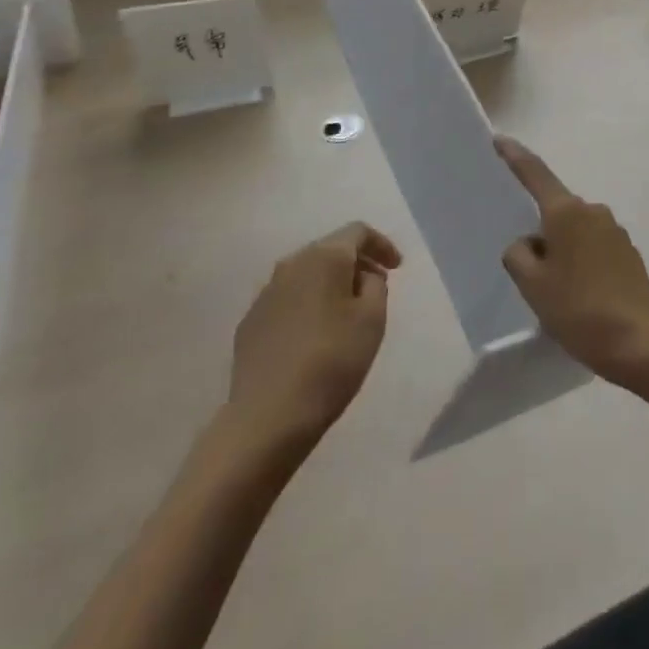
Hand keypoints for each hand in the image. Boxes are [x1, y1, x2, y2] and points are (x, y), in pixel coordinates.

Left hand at [224, 222, 401, 444]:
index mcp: (324, 256)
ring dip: (330, 285)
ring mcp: (265, 293)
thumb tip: (362, 276)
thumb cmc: (331, 361)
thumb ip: (375, 285)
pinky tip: (314, 335)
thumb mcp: (372, 319)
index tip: (397, 268)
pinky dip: (307, 306)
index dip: (382, 244)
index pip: (358, 232)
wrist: (267, 417)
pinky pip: (288, 300)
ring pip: (307, 275)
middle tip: (376, 288)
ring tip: (346, 313)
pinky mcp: (250, 322)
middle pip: (330, 250)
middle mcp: (291, 264)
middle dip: (356, 264)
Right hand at [496, 136, 648, 384]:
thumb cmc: (578, 310)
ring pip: (575, 232)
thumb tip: (528, 243)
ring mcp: (615, 230)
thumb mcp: (533, 286)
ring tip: (559, 294)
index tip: (500, 140)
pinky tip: (582, 297)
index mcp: (566, 212)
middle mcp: (593, 211)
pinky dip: (582, 263)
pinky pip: (594, 247)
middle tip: (532, 273)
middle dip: (541, 233)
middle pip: (556, 211)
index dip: (515, 157)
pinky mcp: (629, 252)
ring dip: (563, 251)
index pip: (535, 174)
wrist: (639, 342)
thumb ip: (519, 255)